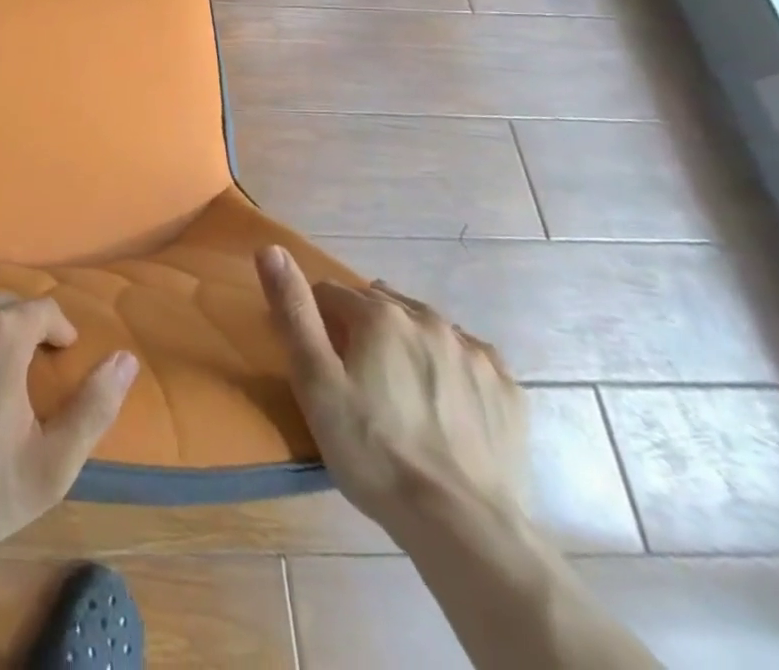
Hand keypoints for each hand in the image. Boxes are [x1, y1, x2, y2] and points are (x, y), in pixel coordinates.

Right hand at [256, 245, 526, 535]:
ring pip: (424, 326)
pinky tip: (444, 400)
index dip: (317, 322)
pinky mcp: (507, 389)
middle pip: (378, 305)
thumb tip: (271, 248)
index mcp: (379, 315)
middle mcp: (428, 319)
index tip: (318, 361)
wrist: (466, 530)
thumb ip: (294, 311)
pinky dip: (449, 365)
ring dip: (405, 341)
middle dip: (361, 327)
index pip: (330, 293)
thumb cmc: (374, 453)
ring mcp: (474, 353)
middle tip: (355, 377)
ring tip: (398, 389)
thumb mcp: (315, 382)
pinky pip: (468, 356)